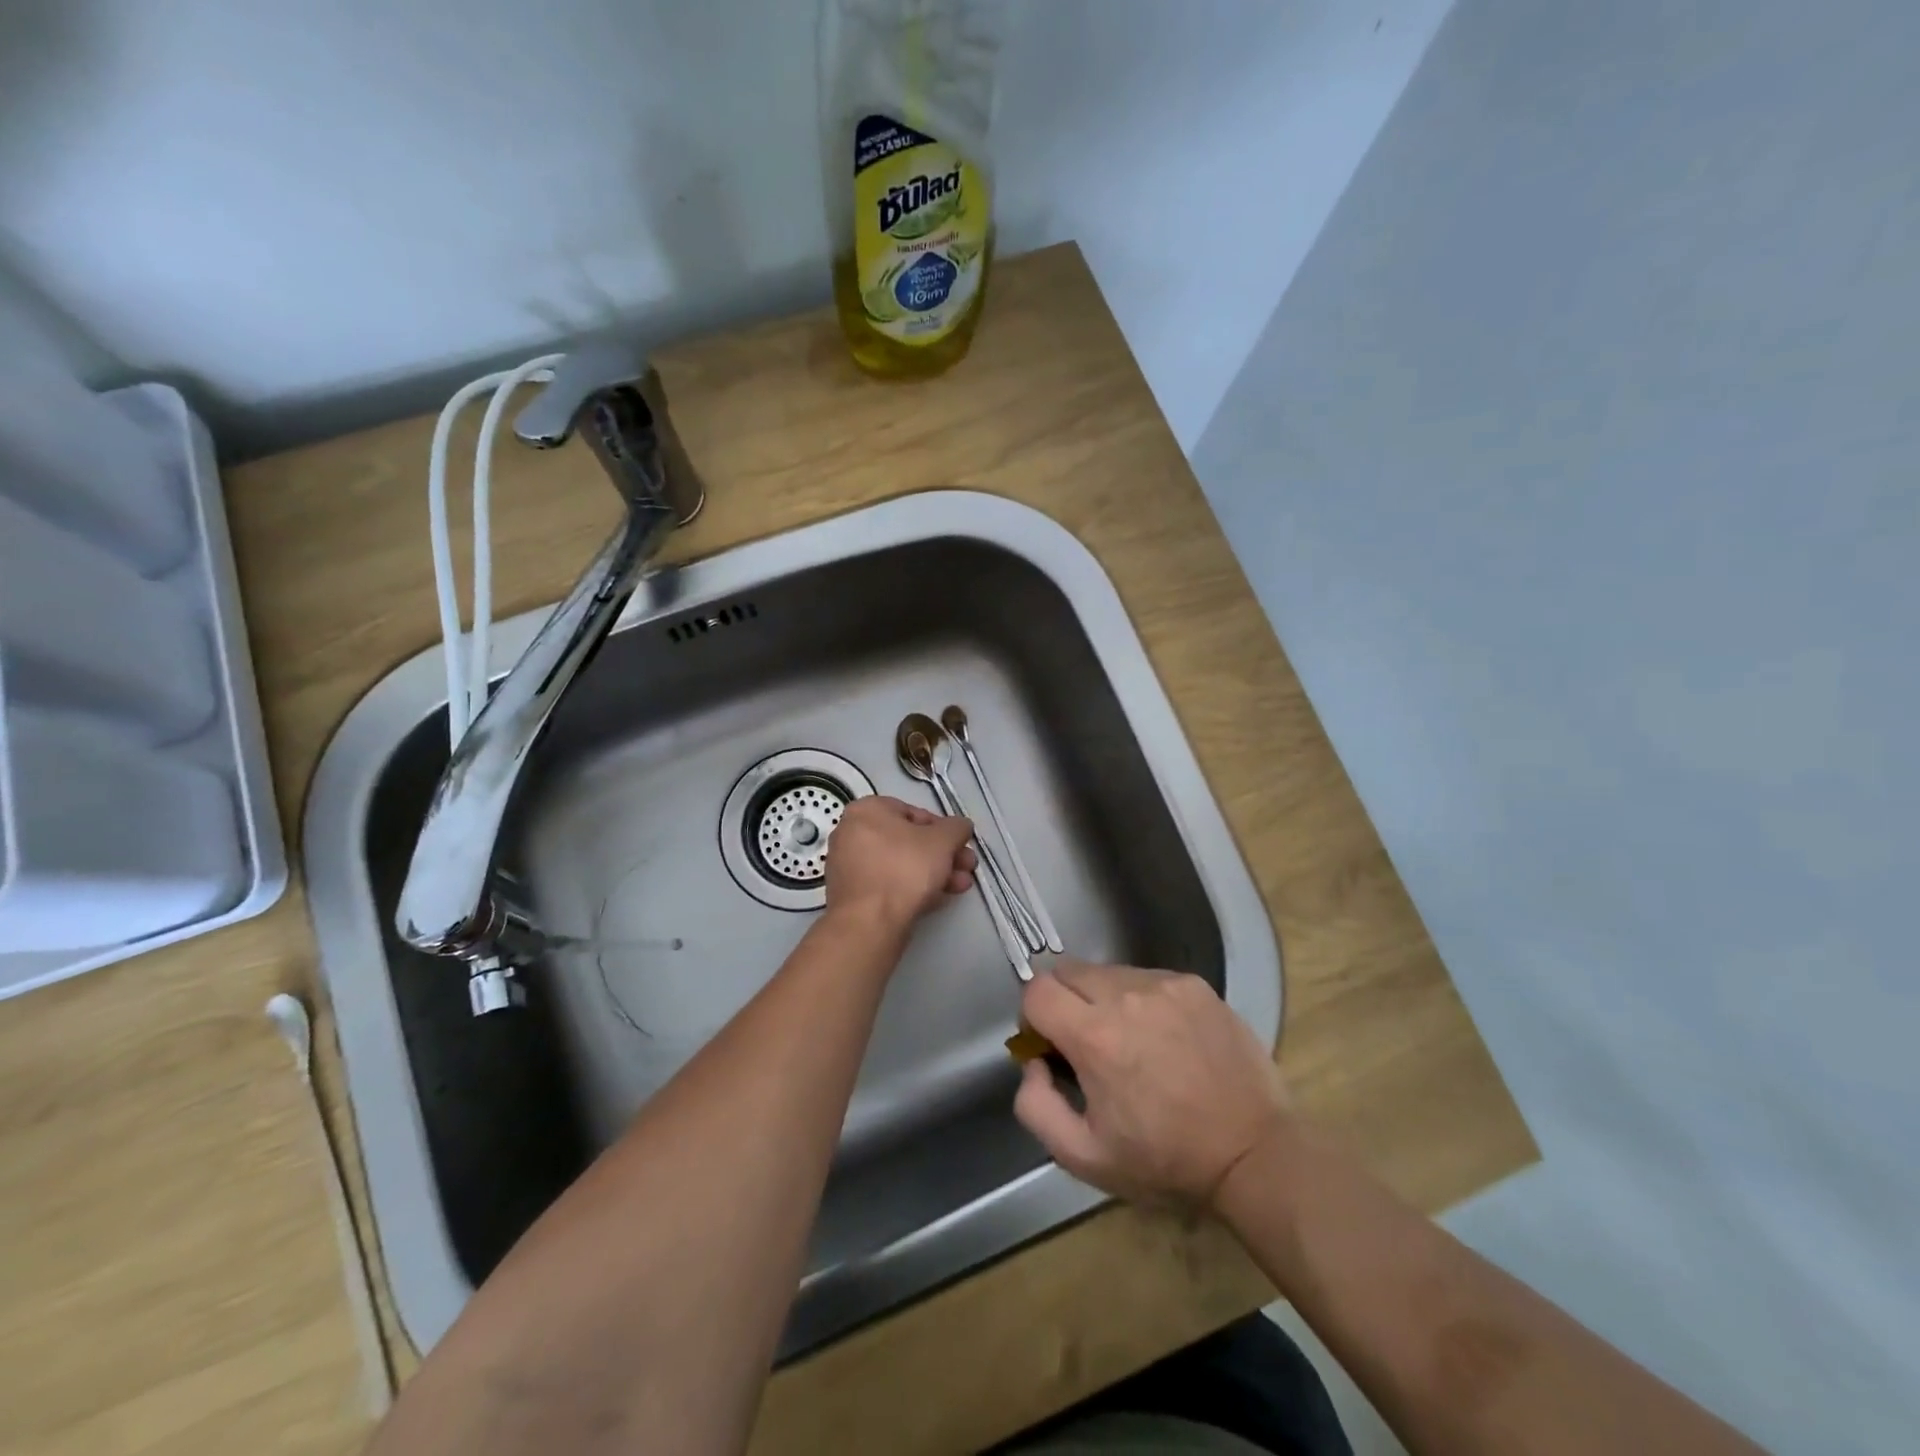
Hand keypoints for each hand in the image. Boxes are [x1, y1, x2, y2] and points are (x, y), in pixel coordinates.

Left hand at [823, 796, 975, 930]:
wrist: (870, 922)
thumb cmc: (906, 869)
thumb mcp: (943, 840)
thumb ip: (957, 828)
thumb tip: (960, 827)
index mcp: (866, 810)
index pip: (914, 812)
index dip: (943, 829)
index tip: (960, 845)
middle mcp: (851, 833)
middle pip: (908, 840)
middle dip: (943, 854)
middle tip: (966, 867)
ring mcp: (847, 866)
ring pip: (900, 864)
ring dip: (934, 872)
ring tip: (960, 886)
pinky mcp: (851, 895)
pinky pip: (887, 883)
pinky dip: (912, 887)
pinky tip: (938, 899)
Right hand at [1013, 959, 1289, 1206]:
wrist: (1254, 1152)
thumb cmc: (1166, 1160)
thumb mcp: (1085, 1157)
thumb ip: (1036, 1107)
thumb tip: (1033, 1063)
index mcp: (1095, 1036)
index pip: (1037, 991)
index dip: (1033, 1018)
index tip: (1051, 1046)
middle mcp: (1127, 996)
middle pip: (1067, 971)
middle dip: (1064, 1001)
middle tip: (1086, 1042)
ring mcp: (1165, 985)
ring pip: (1108, 972)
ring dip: (1103, 999)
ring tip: (1132, 1042)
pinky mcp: (1195, 985)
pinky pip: (1147, 977)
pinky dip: (1141, 999)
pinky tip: (1164, 1037)